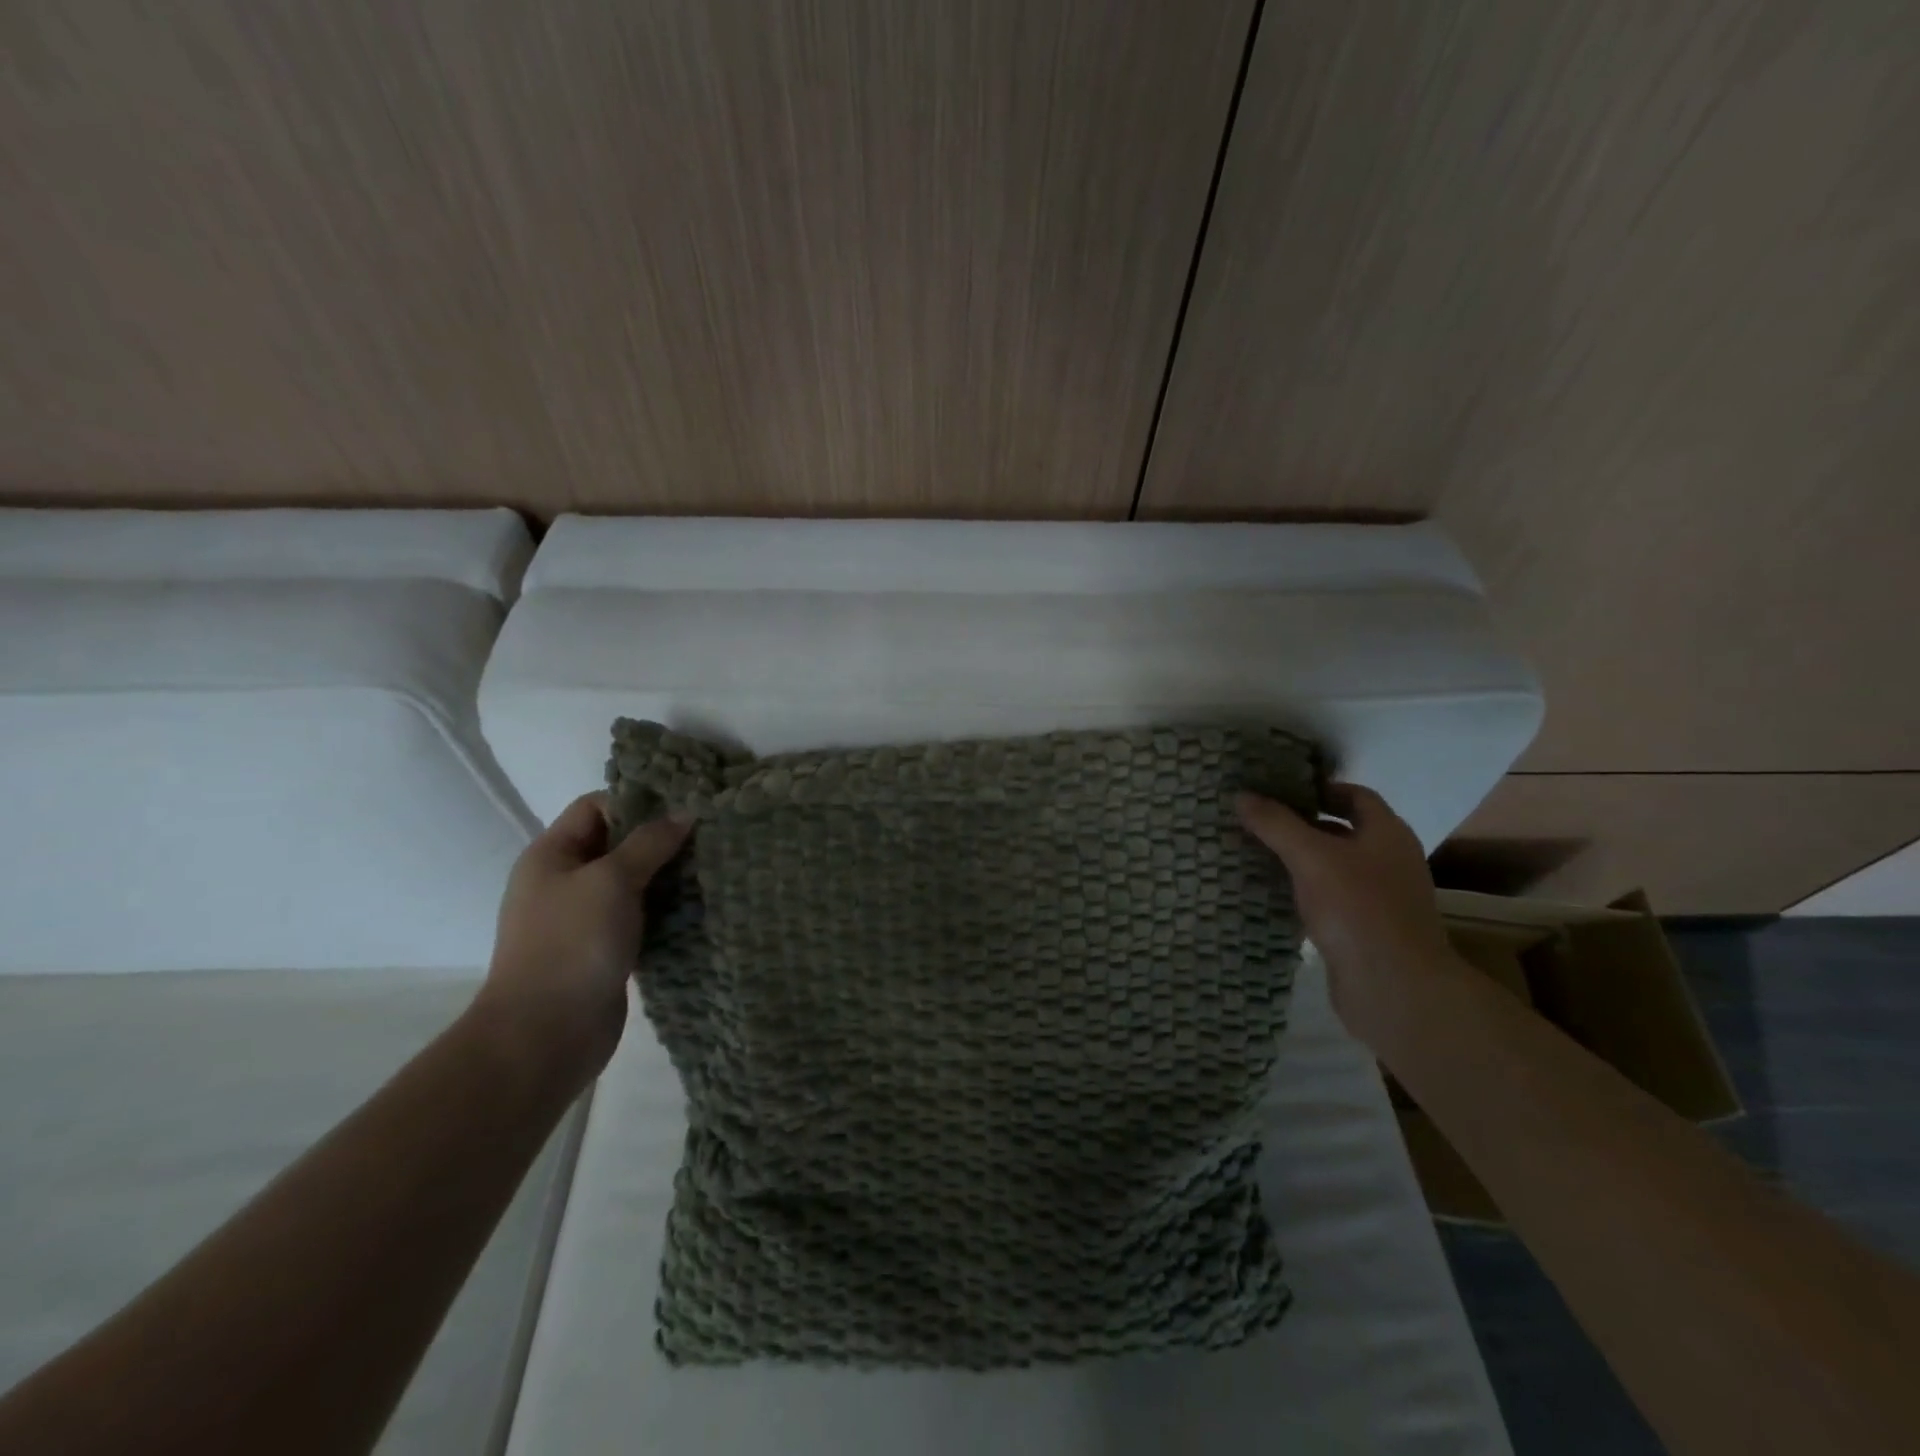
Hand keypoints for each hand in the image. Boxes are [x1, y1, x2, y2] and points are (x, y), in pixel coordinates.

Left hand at [473, 793, 691, 1087]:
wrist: (544, 1035)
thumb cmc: (572, 944)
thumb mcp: (611, 880)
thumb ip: (650, 843)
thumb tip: (686, 812)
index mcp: (552, 855)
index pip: (596, 807)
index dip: (638, 801)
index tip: (685, 806)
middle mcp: (565, 881)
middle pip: (618, 844)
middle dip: (662, 839)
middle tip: (709, 835)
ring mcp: (584, 918)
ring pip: (634, 882)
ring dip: (669, 876)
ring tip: (713, 868)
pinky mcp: (605, 949)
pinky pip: (641, 916)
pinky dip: (667, 910)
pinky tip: (700, 907)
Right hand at [1236, 783, 1458, 1049]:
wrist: (1393, 988)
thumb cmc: (1357, 908)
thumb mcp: (1310, 857)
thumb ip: (1275, 824)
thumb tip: (1241, 795)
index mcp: (1387, 834)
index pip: (1354, 795)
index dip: (1317, 789)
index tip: (1277, 790)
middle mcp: (1388, 860)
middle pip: (1342, 831)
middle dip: (1300, 824)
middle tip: (1256, 821)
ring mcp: (1379, 898)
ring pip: (1332, 867)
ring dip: (1298, 860)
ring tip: (1254, 853)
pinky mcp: (1364, 929)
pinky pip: (1329, 899)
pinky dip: (1303, 892)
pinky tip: (1271, 894)